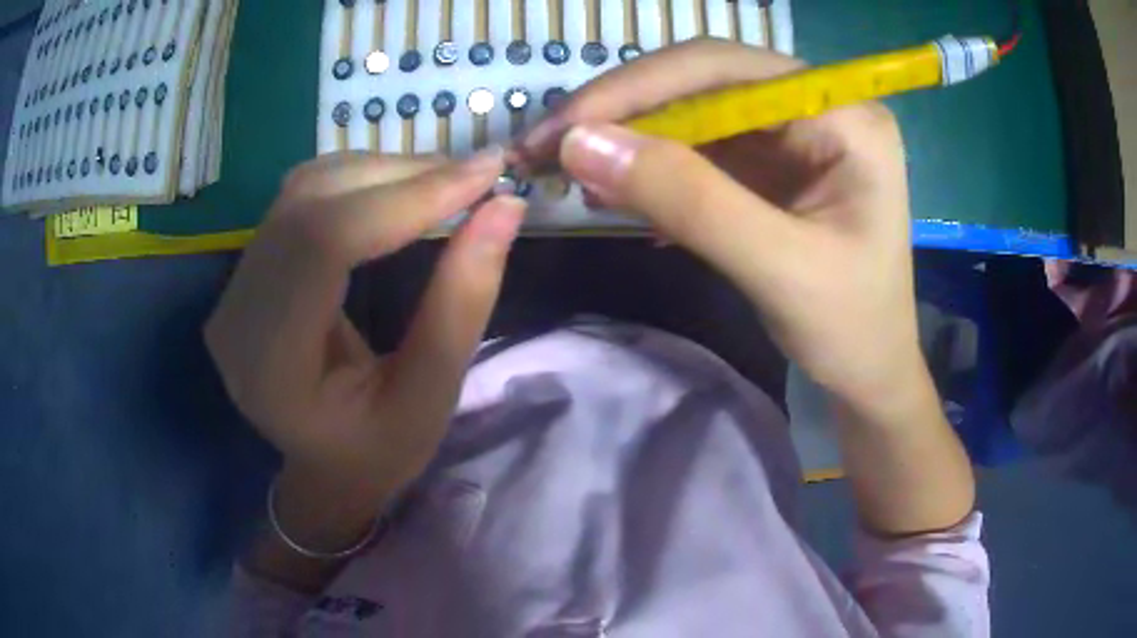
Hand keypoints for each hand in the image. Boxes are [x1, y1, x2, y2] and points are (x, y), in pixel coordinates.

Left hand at [205, 150, 523, 491]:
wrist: (323, 465)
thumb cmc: (377, 453)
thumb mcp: (431, 398)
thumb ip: (463, 303)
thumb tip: (505, 208)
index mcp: (270, 365)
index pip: (323, 244)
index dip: (405, 197)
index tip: (484, 176)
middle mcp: (236, 315)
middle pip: (309, 204)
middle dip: (400, 176)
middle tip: (474, 174)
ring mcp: (234, 287)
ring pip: (304, 189)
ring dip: (380, 171)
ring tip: (445, 181)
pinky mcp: (248, 270)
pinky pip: (299, 199)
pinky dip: (358, 180)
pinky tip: (399, 190)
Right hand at [522, 40, 974, 534]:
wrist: (870, 374)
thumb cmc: (850, 329)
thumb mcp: (777, 267)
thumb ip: (687, 199)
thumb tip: (580, 144)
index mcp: (845, 115)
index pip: (726, 69)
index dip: (639, 87)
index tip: (564, 127)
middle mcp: (819, 107)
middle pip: (705, 81)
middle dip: (625, 112)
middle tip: (549, 146)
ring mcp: (794, 133)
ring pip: (694, 113)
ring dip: (632, 141)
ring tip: (574, 175)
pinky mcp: (773, 164)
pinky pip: (701, 149)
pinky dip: (653, 168)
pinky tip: (619, 193)